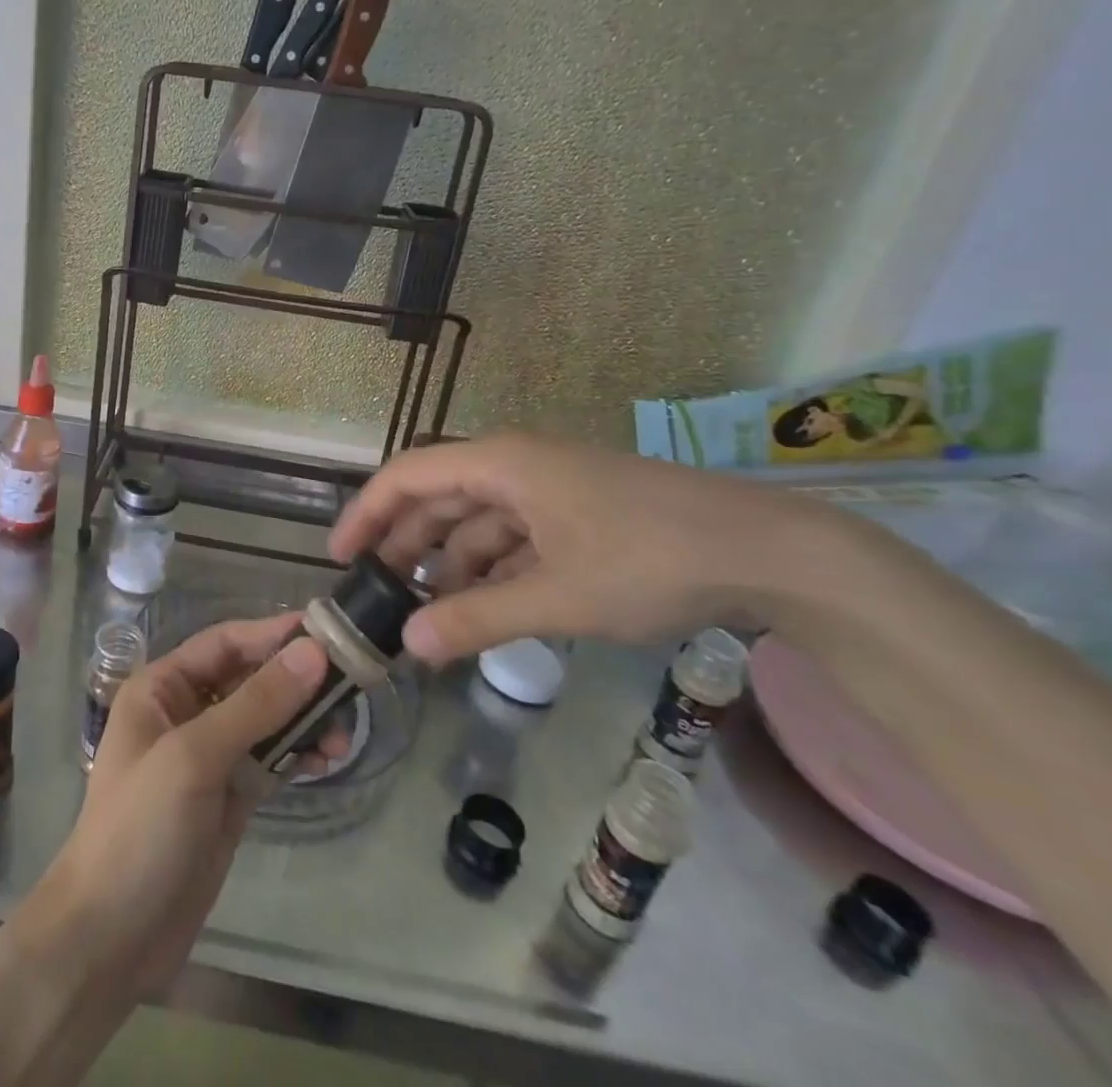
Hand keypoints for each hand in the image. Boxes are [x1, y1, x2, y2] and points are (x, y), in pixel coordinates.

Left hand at [22, 616, 330, 998]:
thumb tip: (313, 652)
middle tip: (350, 685)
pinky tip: (326, 760)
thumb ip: (255, 704)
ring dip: (304, 720)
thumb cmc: (140, 828)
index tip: (327, 631)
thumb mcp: (194, 757)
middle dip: (297, 680)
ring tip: (343, 735)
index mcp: (162, 688)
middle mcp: (186, 712)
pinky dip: (298, 753)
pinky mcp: (230, 796)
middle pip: (250, 678)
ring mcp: (210, 755)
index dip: (272, 634)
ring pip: (267, 719)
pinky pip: (271, 758)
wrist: (111, 937)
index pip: (224, 643)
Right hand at [328, 432, 856, 664]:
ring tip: (431, 614)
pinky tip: (486, 608)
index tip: (340, 558)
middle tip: (380, 596)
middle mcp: (514, 465)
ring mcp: (548, 489)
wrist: (771, 551)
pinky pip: (513, 538)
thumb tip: (408, 647)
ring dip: (450, 564)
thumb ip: (478, 619)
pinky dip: (492, 570)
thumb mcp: (558, 597)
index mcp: (500, 463)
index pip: (406, 476)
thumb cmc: (650, 559)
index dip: (365, 513)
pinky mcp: (576, 512)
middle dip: (405, 546)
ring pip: (476, 522)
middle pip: (437, 499)